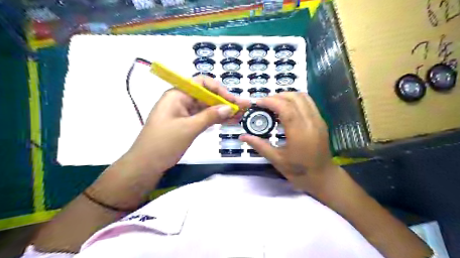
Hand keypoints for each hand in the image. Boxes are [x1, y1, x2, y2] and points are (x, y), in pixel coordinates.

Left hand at [127, 75, 250, 172]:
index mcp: (177, 94)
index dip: (218, 89)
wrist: (146, 164)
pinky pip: (203, 117)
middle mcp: (181, 100)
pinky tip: (229, 121)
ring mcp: (184, 112)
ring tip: (240, 115)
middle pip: (206, 96)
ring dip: (222, 111)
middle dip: (225, 101)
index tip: (231, 100)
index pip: (201, 83)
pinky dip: (215, 119)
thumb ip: (210, 116)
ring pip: (207, 107)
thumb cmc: (164, 143)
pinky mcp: (186, 123)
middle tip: (243, 107)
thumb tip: (229, 107)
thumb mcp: (189, 128)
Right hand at [239, 91, 338, 194]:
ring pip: (303, 97)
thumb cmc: (299, 171)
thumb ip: (259, 145)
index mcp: (300, 133)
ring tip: (274, 103)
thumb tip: (242, 136)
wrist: (323, 177)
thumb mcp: (276, 160)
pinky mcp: (321, 120)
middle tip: (264, 103)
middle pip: (295, 98)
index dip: (270, 101)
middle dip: (277, 96)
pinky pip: (308, 102)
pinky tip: (286, 108)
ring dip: (287, 95)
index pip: (286, 108)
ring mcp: (318, 120)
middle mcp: (311, 122)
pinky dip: (295, 100)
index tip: (258, 103)